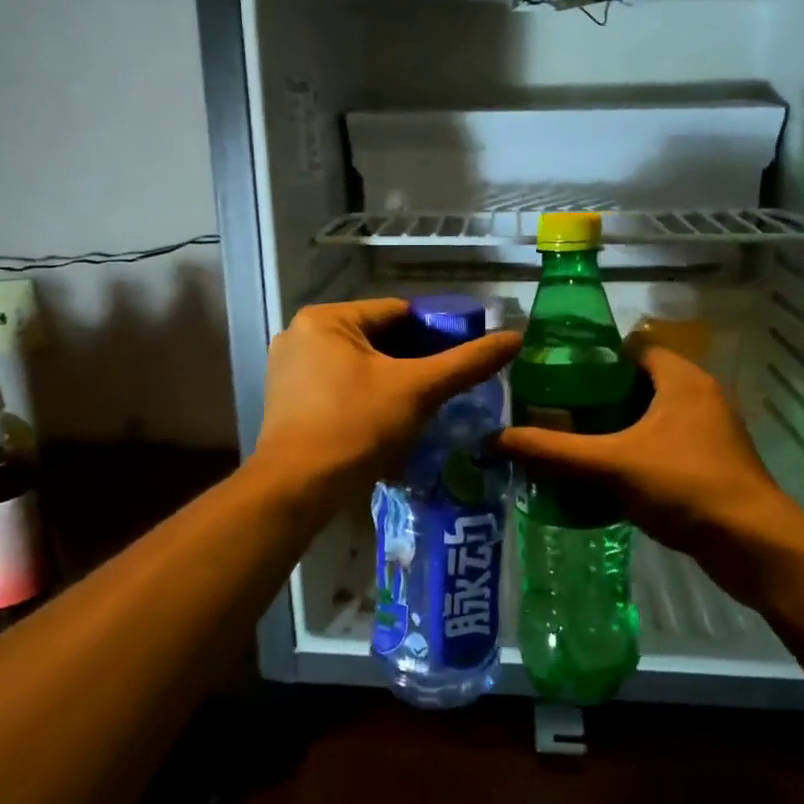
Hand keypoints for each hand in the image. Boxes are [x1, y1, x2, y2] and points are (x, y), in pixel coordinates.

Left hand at [254, 299, 520, 501]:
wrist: (296, 491)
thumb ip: (466, 362)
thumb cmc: (356, 427)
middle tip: (449, 386)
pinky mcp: (289, 401)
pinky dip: (368, 398)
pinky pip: (340, 387)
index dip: (437, 332)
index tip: (464, 357)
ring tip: (428, 405)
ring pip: (360, 366)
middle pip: (378, 339)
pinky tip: (392, 422)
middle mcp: (301, 335)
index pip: (398, 313)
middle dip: (415, 362)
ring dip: (393, 382)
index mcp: (326, 319)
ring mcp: (290, 369)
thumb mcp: (418, 390)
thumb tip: (514, 338)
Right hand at [497, 345, 797, 562]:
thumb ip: (554, 450)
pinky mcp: (709, 465)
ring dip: (613, 428)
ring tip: (570, 441)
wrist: (754, 547)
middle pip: (636, 383)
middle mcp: (698, 396)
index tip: (555, 373)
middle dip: (596, 397)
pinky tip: (601, 474)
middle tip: (554, 410)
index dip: (593, 356)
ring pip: (649, 417)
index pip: (631, 347)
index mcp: (681, 378)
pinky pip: (661, 446)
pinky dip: (632, 453)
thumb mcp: (611, 463)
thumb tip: (496, 439)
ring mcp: (707, 432)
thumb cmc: (685, 485)